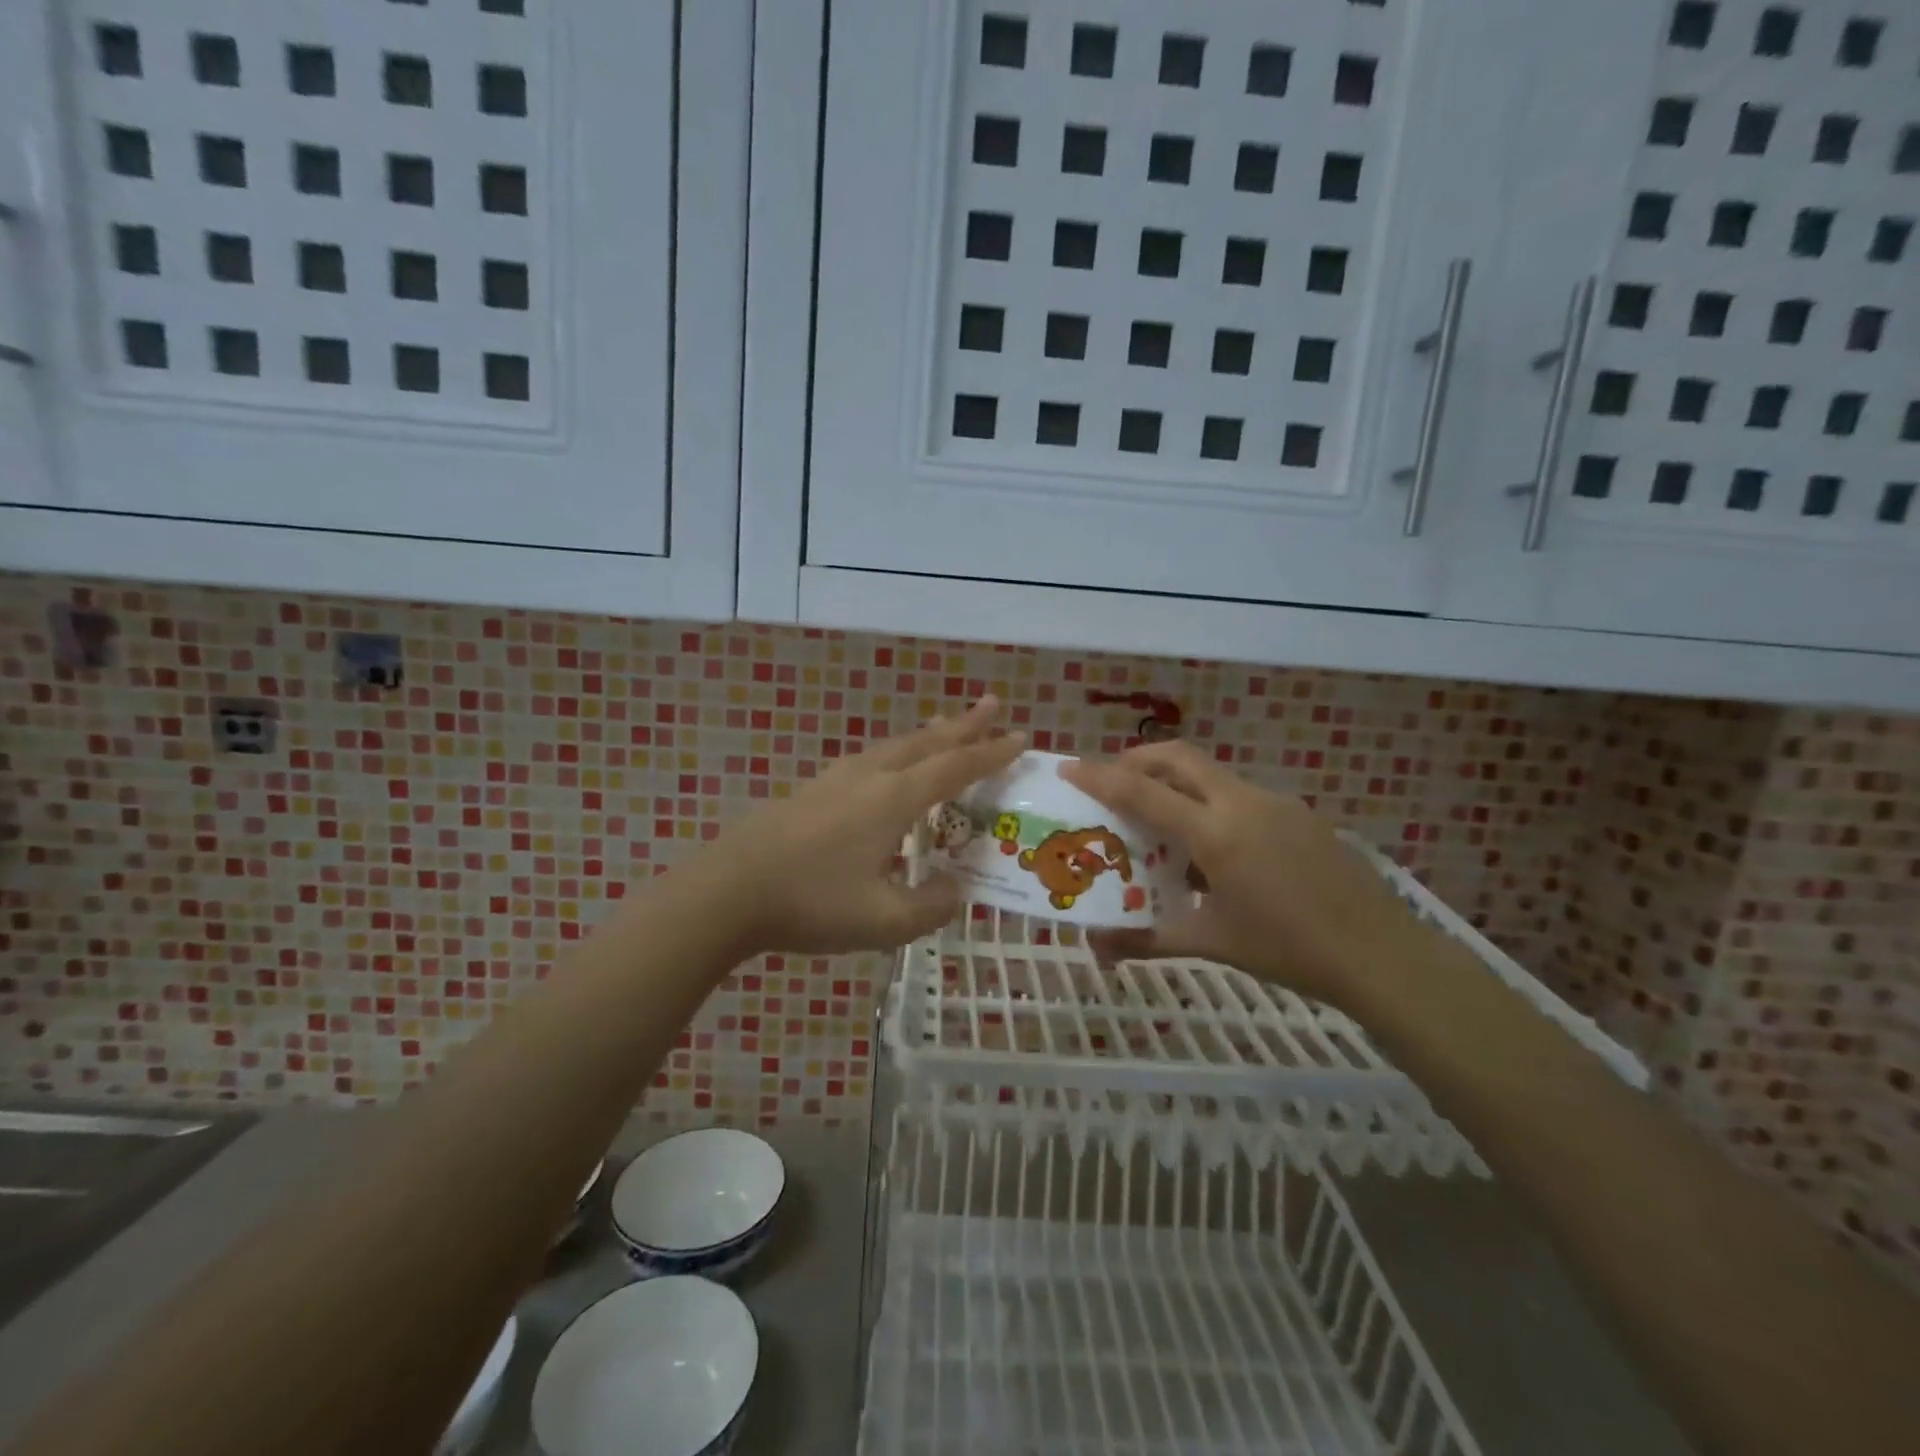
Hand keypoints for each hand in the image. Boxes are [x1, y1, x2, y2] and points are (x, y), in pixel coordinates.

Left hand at [697, 699, 1023, 955]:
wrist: (726, 891)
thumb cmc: (810, 903)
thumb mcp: (883, 920)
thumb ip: (930, 907)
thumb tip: (956, 889)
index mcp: (892, 799)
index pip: (954, 768)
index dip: (990, 754)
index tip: (1020, 737)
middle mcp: (869, 777)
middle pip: (926, 743)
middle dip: (963, 725)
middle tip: (992, 703)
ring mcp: (835, 780)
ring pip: (894, 747)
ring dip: (927, 736)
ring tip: (945, 727)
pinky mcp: (811, 791)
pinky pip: (870, 760)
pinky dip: (896, 754)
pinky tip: (887, 768)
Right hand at [1061, 741, 1423, 1013]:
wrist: (1381, 954)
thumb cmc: (1287, 949)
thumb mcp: (1211, 942)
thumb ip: (1148, 939)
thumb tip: (1098, 949)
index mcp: (1216, 832)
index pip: (1143, 791)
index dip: (1101, 776)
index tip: (1070, 767)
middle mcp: (1242, 802)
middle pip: (1178, 758)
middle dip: (1138, 759)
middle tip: (1113, 780)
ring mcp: (1275, 802)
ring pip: (1211, 774)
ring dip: (1176, 782)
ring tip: (1159, 819)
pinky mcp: (1298, 813)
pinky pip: (1239, 794)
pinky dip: (1210, 803)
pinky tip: (1213, 846)